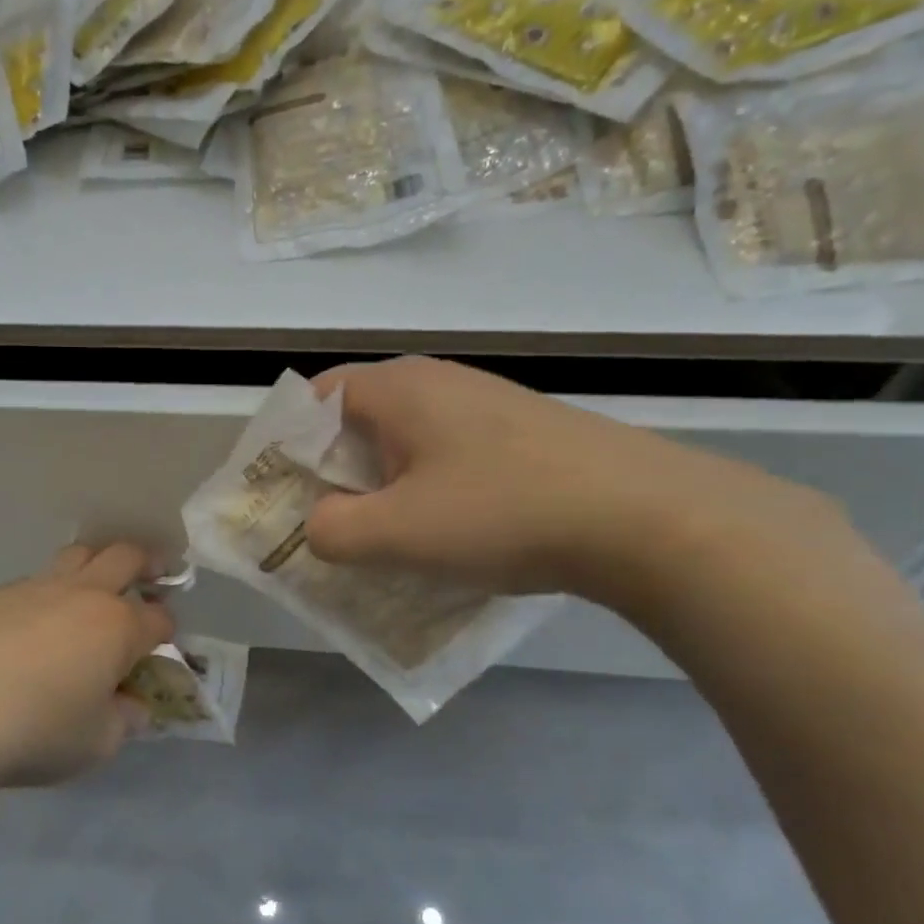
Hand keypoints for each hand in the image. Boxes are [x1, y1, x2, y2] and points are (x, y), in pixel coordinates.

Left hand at [0, 543, 173, 793]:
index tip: (160, 647)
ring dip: (96, 565)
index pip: (159, 618)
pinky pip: (35, 580)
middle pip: (125, 557)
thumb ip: (123, 721)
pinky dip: (49, 593)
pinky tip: (34, 625)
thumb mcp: (96, 744)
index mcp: (118, 627)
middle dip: (147, 564)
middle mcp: (84, 594)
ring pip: (78, 555)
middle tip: (152, 577)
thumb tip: (130, 706)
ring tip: (94, 590)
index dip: (166, 631)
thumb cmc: (35, 732)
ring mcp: (37, 587)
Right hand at [303, 356, 848, 608]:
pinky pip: (444, 458)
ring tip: (378, 542)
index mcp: (396, 388)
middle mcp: (434, 382)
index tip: (276, 498)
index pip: (311, 400)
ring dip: (378, 490)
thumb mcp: (397, 532)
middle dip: (329, 477)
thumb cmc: (503, 512)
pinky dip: (423, 493)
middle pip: (353, 424)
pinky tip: (442, 536)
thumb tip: (318, 527)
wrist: (646, 517)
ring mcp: (482, 405)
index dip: (284, 447)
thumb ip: (331, 531)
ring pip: (401, 445)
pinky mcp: (517, 434)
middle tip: (321, 529)